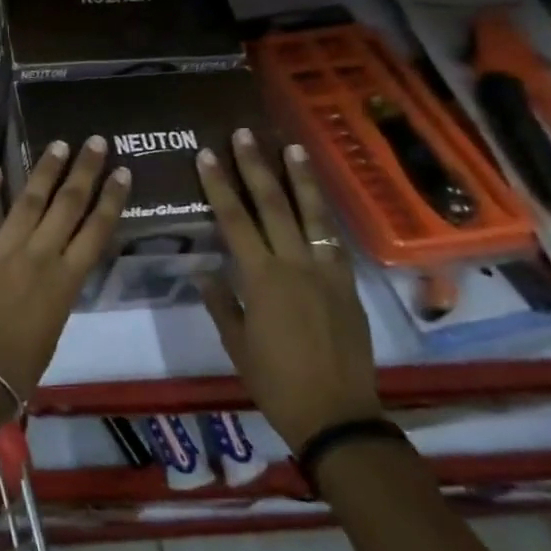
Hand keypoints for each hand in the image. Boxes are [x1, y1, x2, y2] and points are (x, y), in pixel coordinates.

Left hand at [0, 138, 130, 400]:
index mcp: (66, 280)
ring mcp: (2, 249)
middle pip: (68, 204)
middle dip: (84, 171)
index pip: (96, 230)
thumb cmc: (20, 363)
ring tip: (58, 145)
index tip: (122, 172)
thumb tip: (58, 260)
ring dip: (45, 170)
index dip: (111, 198)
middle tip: (95, 142)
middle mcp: (39, 256)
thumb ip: (58, 286)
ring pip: (29, 200)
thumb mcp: (54, 323)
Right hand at [196, 130, 380, 450]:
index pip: (234, 219)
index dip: (219, 185)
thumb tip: (203, 270)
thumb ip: (220, 301)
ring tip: (291, 148)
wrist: (337, 414)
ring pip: (311, 215)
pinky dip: (324, 216)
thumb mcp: (236, 344)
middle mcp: (295, 265)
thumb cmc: (275, 381)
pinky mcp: (348, 286)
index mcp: (261, 278)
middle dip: (256, 167)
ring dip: (299, 179)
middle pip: (273, 206)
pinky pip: (333, 241)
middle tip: (245, 135)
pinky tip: (318, 200)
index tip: (207, 155)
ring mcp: (326, 273)